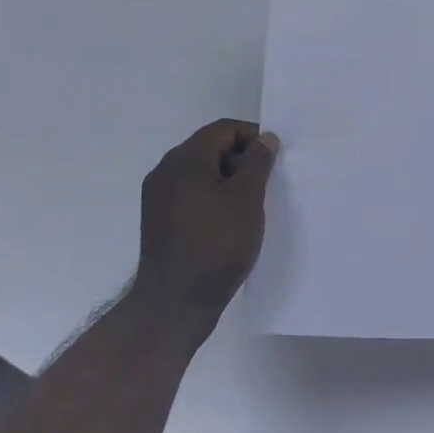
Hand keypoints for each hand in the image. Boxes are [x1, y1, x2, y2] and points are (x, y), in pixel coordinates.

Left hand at [132, 119, 279, 339]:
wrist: (175, 302)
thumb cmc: (216, 245)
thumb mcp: (246, 199)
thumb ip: (257, 162)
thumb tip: (265, 138)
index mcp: (185, 159)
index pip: (223, 129)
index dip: (253, 137)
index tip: (275, 159)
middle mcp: (165, 170)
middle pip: (209, 148)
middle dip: (241, 159)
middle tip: (267, 182)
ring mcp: (158, 197)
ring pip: (200, 173)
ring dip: (228, 180)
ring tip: (252, 204)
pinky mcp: (159, 220)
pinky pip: (191, 194)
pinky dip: (213, 197)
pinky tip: (230, 221)